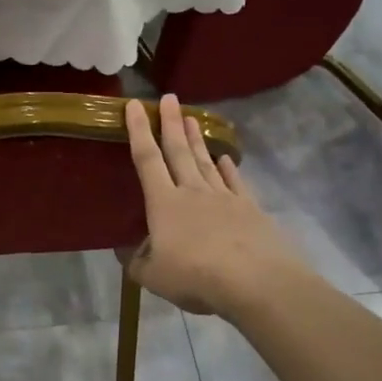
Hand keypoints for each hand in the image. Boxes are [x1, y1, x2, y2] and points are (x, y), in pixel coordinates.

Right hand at [122, 94, 309, 317]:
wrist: (255, 282)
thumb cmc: (195, 276)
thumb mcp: (152, 277)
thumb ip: (136, 262)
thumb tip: (126, 252)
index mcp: (164, 203)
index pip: (147, 159)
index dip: (138, 131)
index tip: (134, 105)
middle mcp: (193, 192)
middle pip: (178, 151)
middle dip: (170, 123)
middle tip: (169, 98)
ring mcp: (224, 198)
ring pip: (206, 161)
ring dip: (196, 139)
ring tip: (190, 118)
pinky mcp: (250, 209)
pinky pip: (235, 182)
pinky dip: (228, 169)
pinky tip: (225, 159)